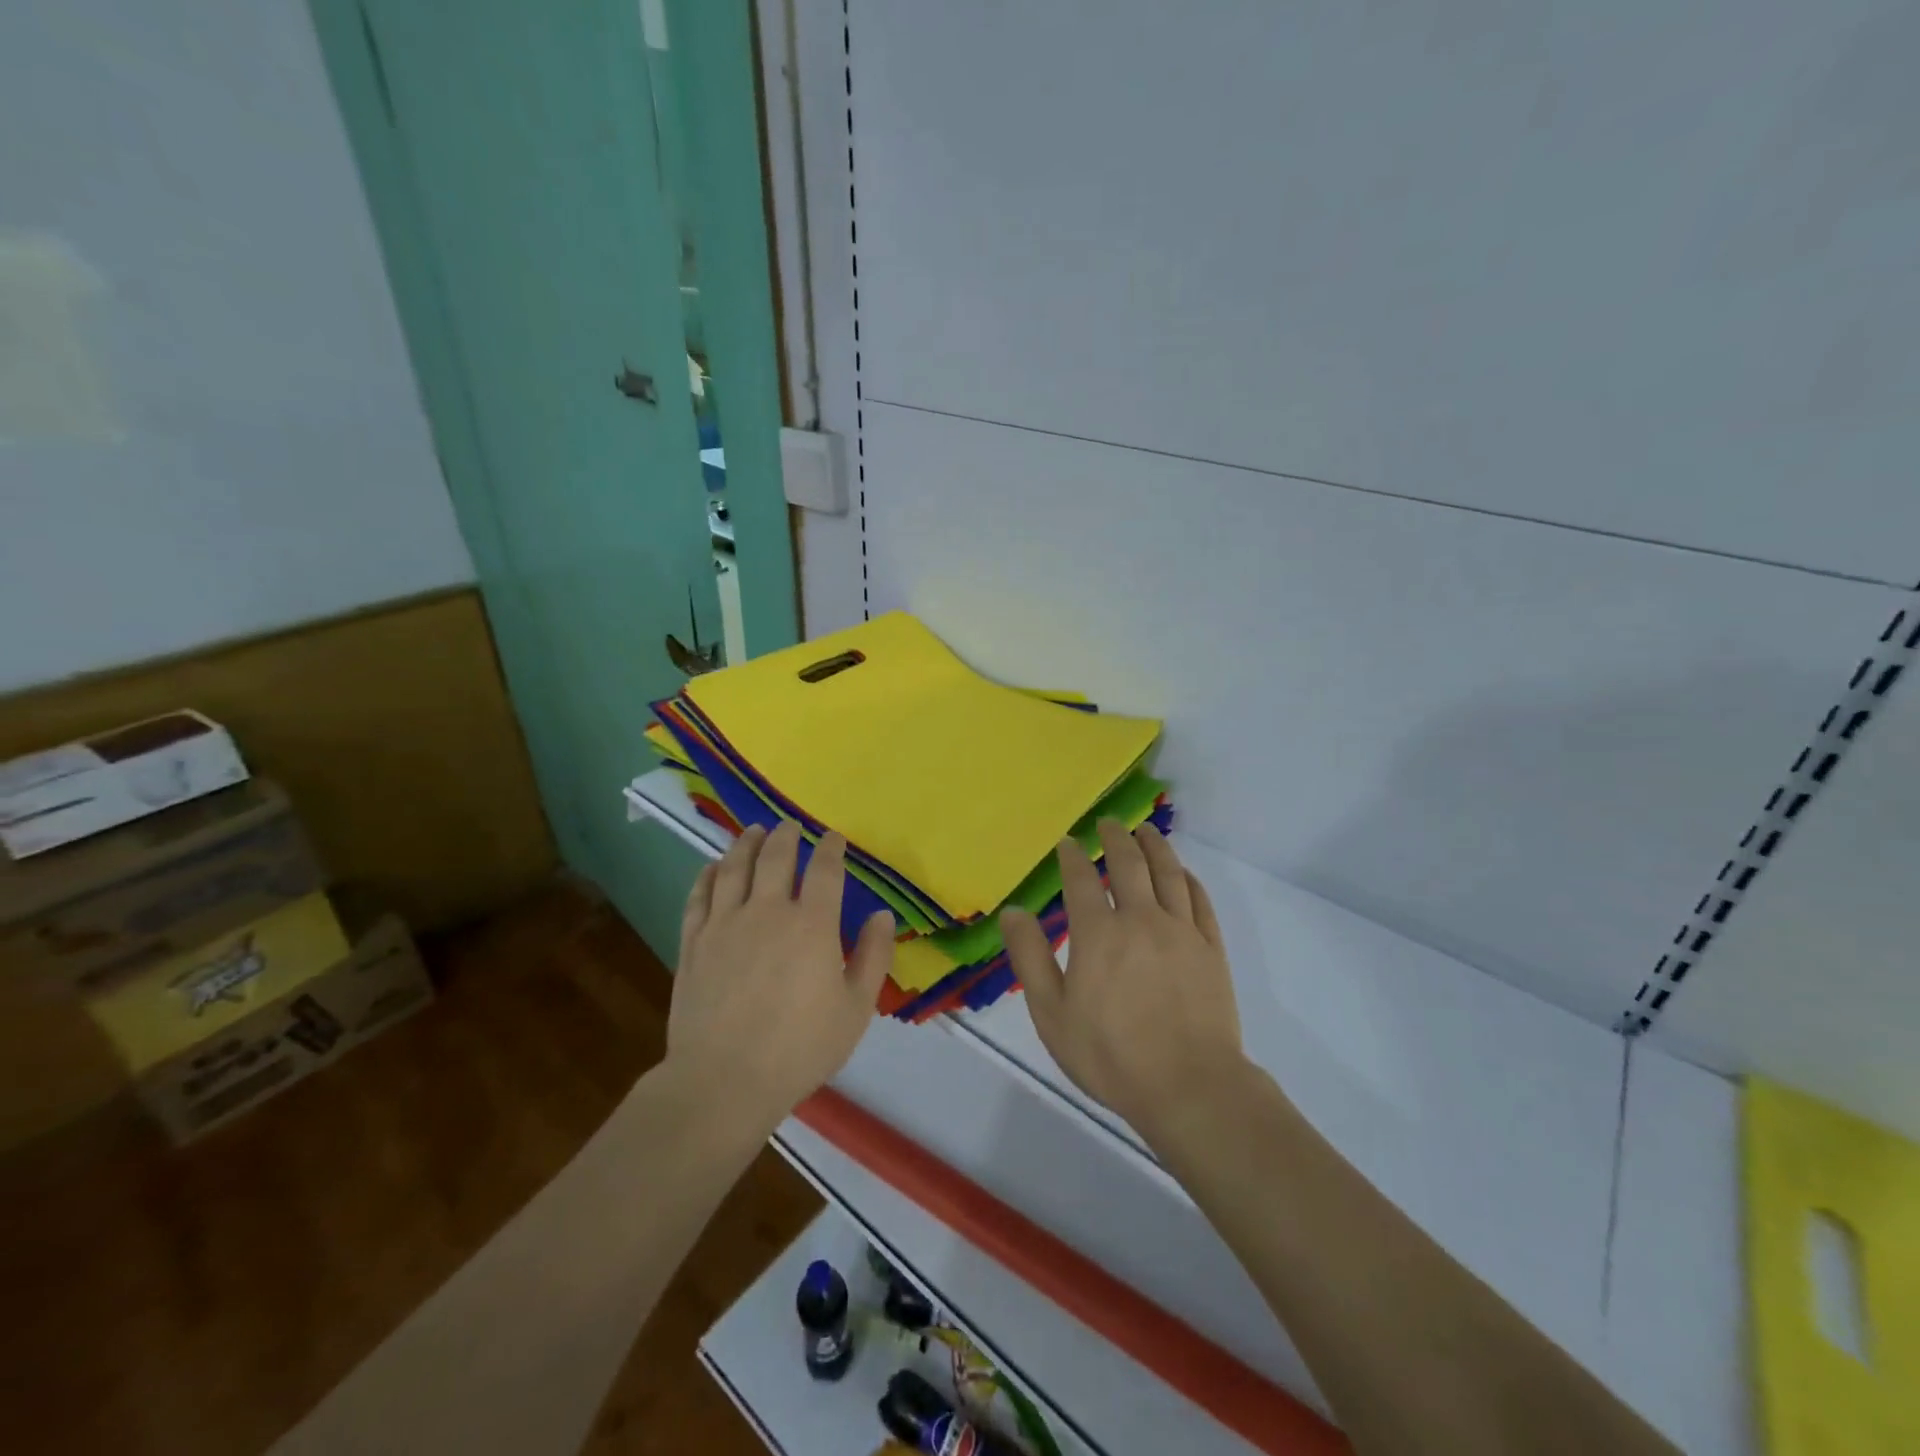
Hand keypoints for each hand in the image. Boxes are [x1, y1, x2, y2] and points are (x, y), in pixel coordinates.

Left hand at [669, 822, 893, 1122]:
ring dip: (746, 844)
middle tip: (790, 825)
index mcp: (812, 924)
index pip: (824, 870)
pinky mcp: (694, 942)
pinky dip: (708, 875)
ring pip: (735, 867)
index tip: (834, 838)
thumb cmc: (800, 1048)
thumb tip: (882, 915)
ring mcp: (725, 924)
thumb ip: (873, 957)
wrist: (724, 1080)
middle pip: (776, 857)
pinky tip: (714, 867)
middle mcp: (768, 911)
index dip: (831, 848)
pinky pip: (700, 896)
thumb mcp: (855, 1008)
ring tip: (753, 831)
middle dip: (786, 836)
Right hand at [1001, 821, 1243, 1138]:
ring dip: (1154, 846)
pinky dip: (1188, 879)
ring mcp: (1181, 931)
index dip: (1072, 856)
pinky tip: (1183, 873)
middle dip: (1115, 839)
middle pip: (1128, 864)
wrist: (1190, 1086)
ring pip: (1168, 872)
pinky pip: (1200, 900)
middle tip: (1109, 823)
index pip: (1081, 880)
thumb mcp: (1052, 1013)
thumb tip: (1013, 911)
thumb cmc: (1111, 1055)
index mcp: (1098, 933)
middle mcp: (1141, 919)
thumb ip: (1030, 957)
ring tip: (1145, 831)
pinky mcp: (1210, 948)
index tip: (1067, 842)